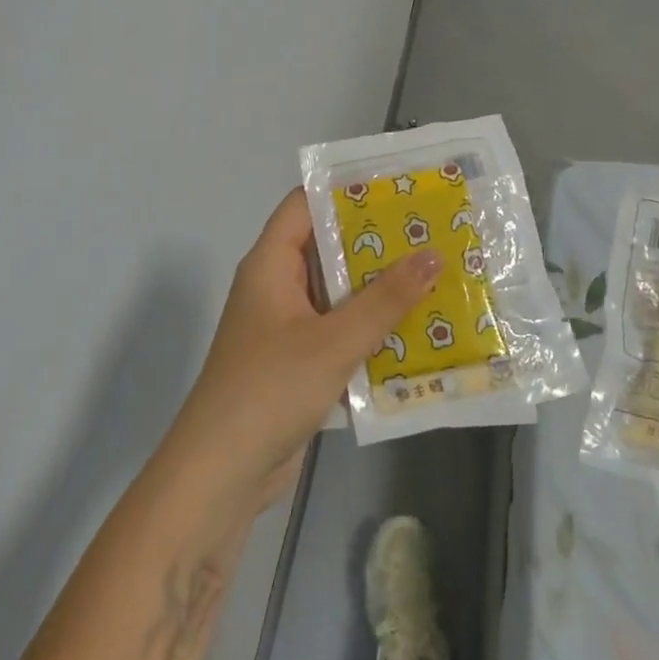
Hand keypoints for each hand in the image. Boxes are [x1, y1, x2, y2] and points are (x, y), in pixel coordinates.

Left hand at [159, 189, 440, 519]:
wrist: (221, 474)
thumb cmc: (270, 390)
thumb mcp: (333, 341)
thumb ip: (384, 300)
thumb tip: (432, 254)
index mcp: (270, 264)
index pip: (304, 205)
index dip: (346, 190)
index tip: (397, 185)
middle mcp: (276, 287)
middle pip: (327, 248)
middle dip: (377, 242)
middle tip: (432, 231)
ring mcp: (287, 327)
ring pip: (338, 294)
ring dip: (380, 289)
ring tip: (437, 274)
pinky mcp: (299, 363)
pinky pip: (340, 332)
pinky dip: (371, 329)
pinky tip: (417, 331)